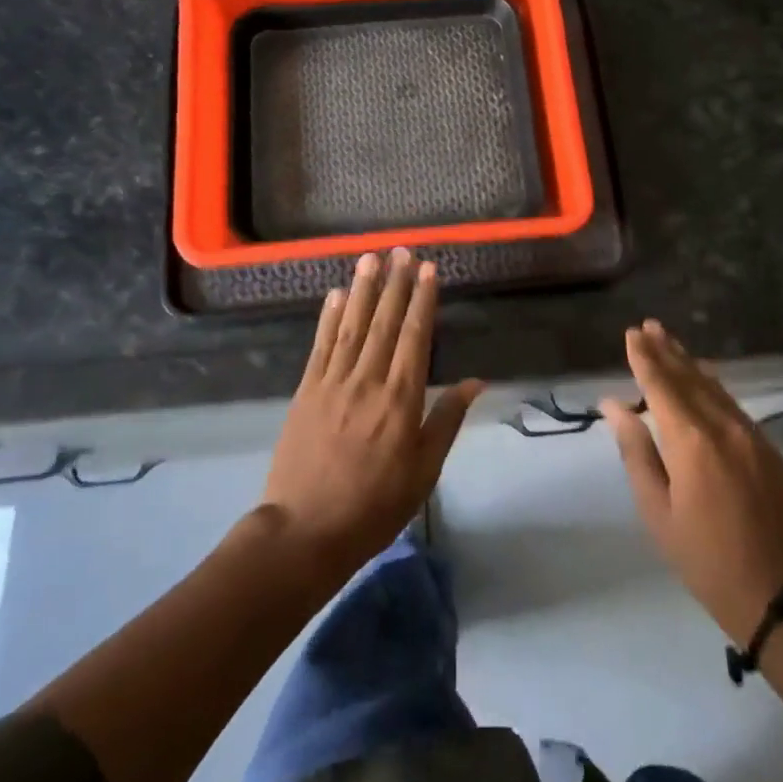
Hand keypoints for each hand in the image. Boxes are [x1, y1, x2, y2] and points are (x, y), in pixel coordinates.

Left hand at [260, 249, 483, 578]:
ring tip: (370, 258)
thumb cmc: (375, 505)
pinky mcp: (306, 391)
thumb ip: (447, 420)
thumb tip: (476, 382)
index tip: (428, 270)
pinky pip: (320, 346)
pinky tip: (333, 295)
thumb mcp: (424, 470)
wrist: (306, 531)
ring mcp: (332, 383)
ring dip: (362, 290)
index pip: (415, 337)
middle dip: (394, 284)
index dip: (422, 301)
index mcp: (401, 399)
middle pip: (384, 323)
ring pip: (351, 326)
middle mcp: (367, 381)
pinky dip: (328, 318)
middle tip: (401, 250)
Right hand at [601, 321, 782, 643]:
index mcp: (691, 441)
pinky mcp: (767, 448)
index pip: (661, 386)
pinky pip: (732, 403)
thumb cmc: (705, 557)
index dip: (644, 359)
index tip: (631, 334)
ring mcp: (750, 435)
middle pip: (690, 378)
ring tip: (670, 342)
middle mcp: (723, 426)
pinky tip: (705, 378)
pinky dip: (712, 385)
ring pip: (714, 387)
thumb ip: (636, 452)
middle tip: (648, 326)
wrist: (781, 592)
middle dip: (667, 351)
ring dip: (690, 363)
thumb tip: (615, 406)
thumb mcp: (657, 510)